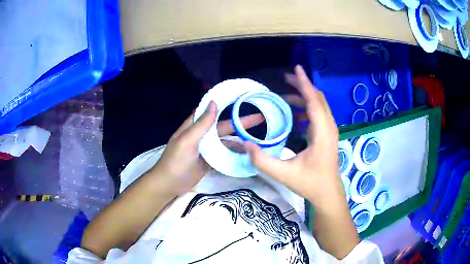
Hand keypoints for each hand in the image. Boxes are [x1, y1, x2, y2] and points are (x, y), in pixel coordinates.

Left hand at [153, 101, 263, 195]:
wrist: (169, 184)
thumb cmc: (176, 160)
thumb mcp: (187, 141)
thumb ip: (201, 124)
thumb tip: (214, 103)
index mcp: (195, 126)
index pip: (214, 111)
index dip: (228, 105)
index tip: (244, 99)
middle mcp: (203, 134)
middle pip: (224, 126)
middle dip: (241, 122)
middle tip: (260, 119)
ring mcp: (207, 148)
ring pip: (226, 140)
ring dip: (240, 139)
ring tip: (258, 138)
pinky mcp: (210, 160)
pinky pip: (225, 154)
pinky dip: (235, 152)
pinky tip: (247, 153)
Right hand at [244, 65, 343, 205]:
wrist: (328, 193)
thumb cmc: (310, 183)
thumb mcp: (284, 174)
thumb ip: (262, 160)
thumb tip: (246, 144)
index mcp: (322, 133)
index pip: (313, 101)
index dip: (304, 83)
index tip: (296, 68)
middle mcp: (329, 127)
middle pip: (318, 99)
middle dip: (302, 86)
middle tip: (285, 80)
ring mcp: (330, 131)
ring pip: (319, 105)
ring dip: (303, 97)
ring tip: (284, 96)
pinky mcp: (327, 135)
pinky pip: (318, 114)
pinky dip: (306, 108)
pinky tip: (293, 115)